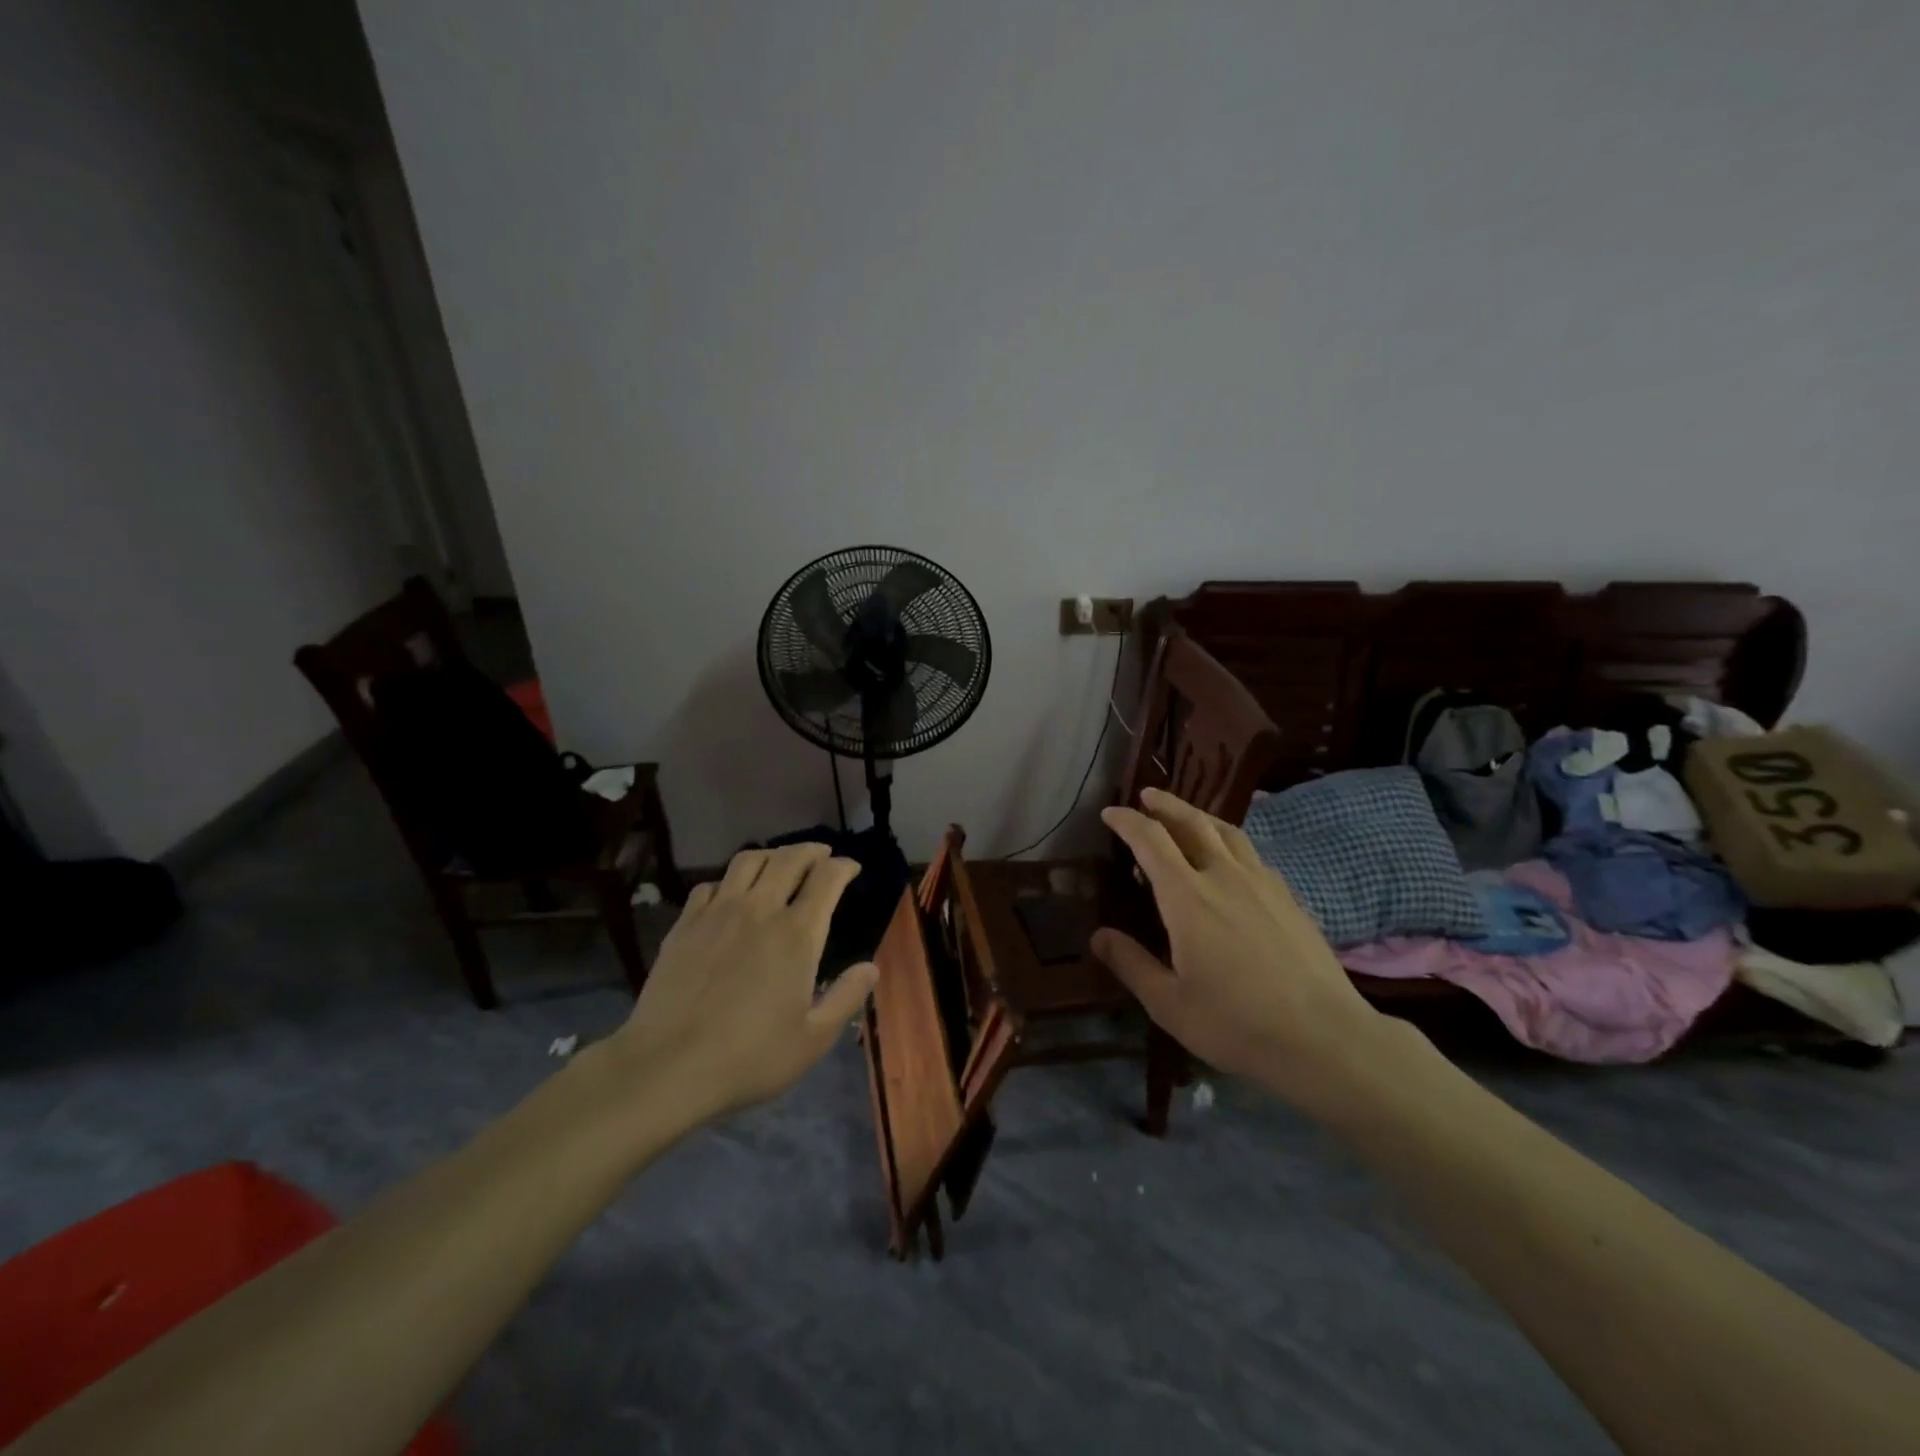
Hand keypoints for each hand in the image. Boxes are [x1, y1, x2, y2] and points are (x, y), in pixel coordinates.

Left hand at [600, 843, 876, 1127]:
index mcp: (797, 934)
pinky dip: (730, 880)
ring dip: (772, 855)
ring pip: (749, 861)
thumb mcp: (813, 1038)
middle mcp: (760, 910)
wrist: (668, 1066)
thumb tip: (871, 966)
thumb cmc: (750, 1057)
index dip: (844, 866)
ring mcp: (718, 913)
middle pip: (790, 858)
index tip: (852, 868)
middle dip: (812, 850)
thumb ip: (846, 997)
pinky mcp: (685, 924)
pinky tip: (732, 894)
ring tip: (780, 862)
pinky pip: (712, 884)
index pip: (827, 878)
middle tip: (822, 855)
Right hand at [1092, 788, 1391, 1108]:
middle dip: (1165, 805)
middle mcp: (1224, 876)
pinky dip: (1229, 842)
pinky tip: (1230, 859)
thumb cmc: (1237, 1023)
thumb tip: (1098, 936)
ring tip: (1186, 816)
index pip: (1151, 841)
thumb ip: (1131, 964)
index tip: (1110, 813)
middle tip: (1146, 795)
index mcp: (1188, 897)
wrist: (1325, 1038)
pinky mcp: (1288, 897)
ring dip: (1199, 816)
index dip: (1128, 822)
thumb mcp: (1169, 1003)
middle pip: (1192, 822)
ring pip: (1227, 832)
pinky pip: (1251, 854)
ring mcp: (1262, 883)